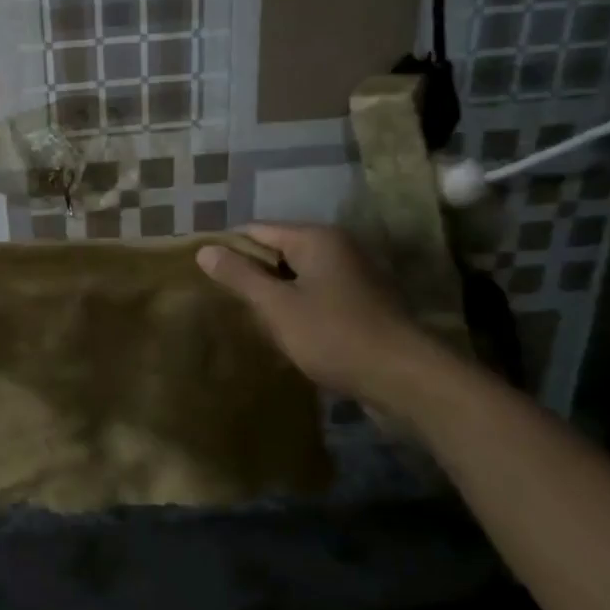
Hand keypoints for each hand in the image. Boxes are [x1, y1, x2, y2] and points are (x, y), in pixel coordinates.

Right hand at [197, 223, 429, 412]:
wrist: (406, 379)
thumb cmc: (335, 335)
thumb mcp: (278, 306)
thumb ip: (240, 276)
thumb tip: (204, 249)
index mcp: (316, 238)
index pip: (257, 230)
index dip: (229, 249)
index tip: (204, 273)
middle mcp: (337, 247)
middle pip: (279, 251)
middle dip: (252, 273)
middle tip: (222, 299)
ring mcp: (354, 275)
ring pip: (299, 276)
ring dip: (275, 294)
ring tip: (248, 318)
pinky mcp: (363, 303)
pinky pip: (318, 295)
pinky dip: (298, 307)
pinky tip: (284, 332)